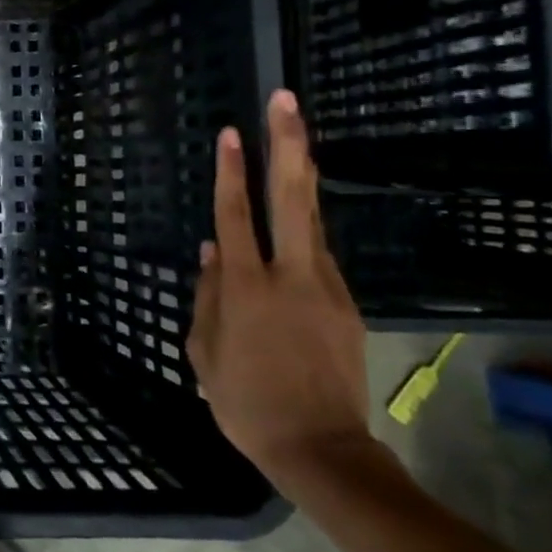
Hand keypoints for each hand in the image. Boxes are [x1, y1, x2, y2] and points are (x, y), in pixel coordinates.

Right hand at [186, 88, 372, 492]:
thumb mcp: (204, 351)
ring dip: (301, 177)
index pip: (235, 215)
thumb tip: (212, 249)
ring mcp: (326, 288)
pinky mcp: (346, 305)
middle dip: (287, 145)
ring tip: (293, 142)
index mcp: (247, 288)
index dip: (230, 172)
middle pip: (292, 197)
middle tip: (285, 102)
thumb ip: (208, 294)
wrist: (321, 449)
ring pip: (312, 221)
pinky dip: (302, 233)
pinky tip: (291, 230)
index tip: (231, 132)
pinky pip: (318, 257)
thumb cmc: (244, 402)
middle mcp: (291, 276)